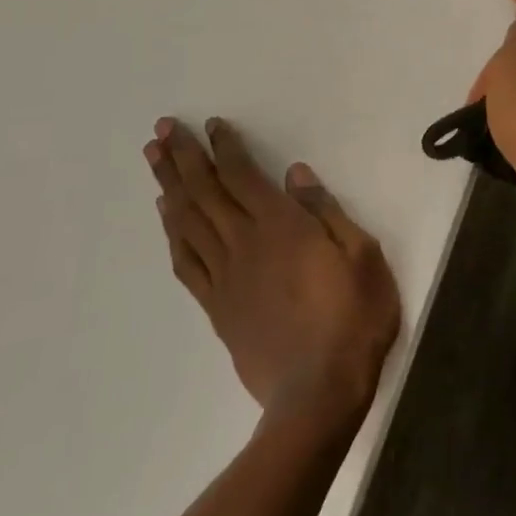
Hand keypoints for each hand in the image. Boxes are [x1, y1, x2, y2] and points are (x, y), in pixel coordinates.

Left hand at [144, 117, 400, 421]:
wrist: (319, 391)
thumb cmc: (354, 318)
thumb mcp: (362, 255)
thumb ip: (326, 211)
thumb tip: (295, 174)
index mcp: (281, 226)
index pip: (243, 176)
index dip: (225, 147)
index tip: (209, 124)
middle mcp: (245, 243)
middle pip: (205, 192)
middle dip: (183, 157)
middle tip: (162, 129)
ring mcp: (226, 277)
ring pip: (188, 222)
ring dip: (169, 186)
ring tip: (153, 159)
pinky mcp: (217, 307)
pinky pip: (186, 262)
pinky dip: (172, 234)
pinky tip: (166, 217)